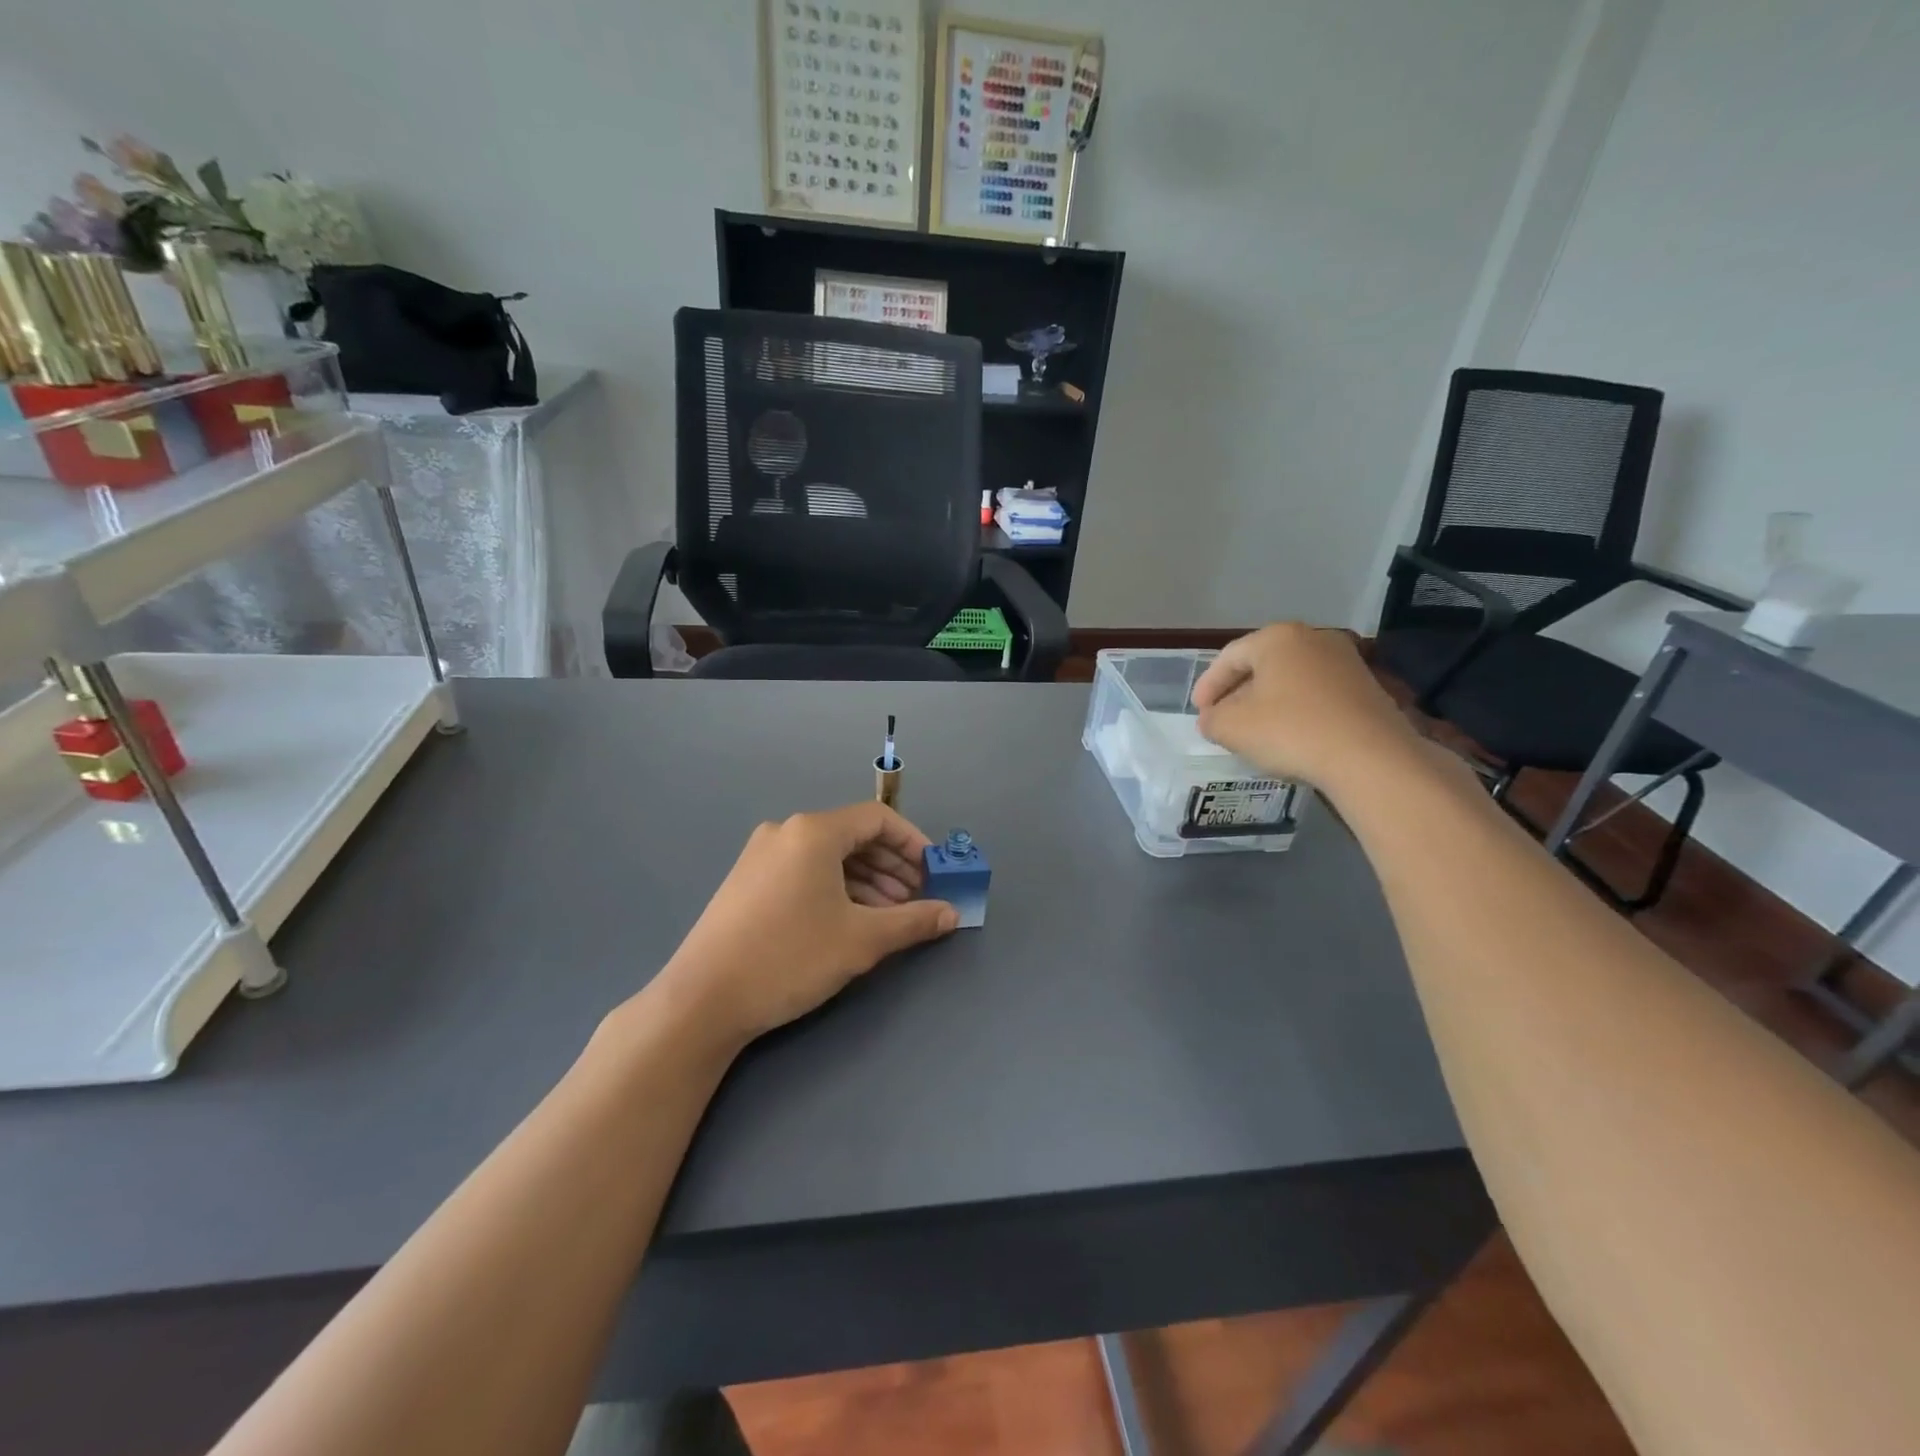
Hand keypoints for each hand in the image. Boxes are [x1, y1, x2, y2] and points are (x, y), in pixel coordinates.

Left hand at [652, 802, 959, 1047]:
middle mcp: (785, 832)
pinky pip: (805, 871)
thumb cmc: (789, 957)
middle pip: (853, 836)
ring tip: (889, 916)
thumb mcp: (862, 940)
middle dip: (892, 866)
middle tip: (917, 900)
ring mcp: (761, 855)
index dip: (914, 844)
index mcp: (813, 831)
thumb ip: (913, 921)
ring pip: (829, 856)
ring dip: (866, 880)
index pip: (878, 819)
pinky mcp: (747, 881)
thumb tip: (952, 914)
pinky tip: (850, 920)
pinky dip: (835, 888)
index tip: (936, 875)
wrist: (702, 1000)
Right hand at [1193, 624, 1422, 791]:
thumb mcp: (1231, 728)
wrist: (1370, 757)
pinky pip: (1316, 693)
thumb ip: (1211, 719)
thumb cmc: (1290, 731)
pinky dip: (1296, 709)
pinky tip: (1290, 734)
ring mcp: (1345, 661)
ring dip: (1268, 701)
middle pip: (1262, 664)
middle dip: (1237, 691)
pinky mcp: (1366, 687)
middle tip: (1222, 718)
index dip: (1208, 686)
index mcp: (1276, 638)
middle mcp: (1313, 638)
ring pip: (1290, 678)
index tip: (1198, 711)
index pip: (1229, 657)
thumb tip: (1212, 718)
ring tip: (1254, 729)